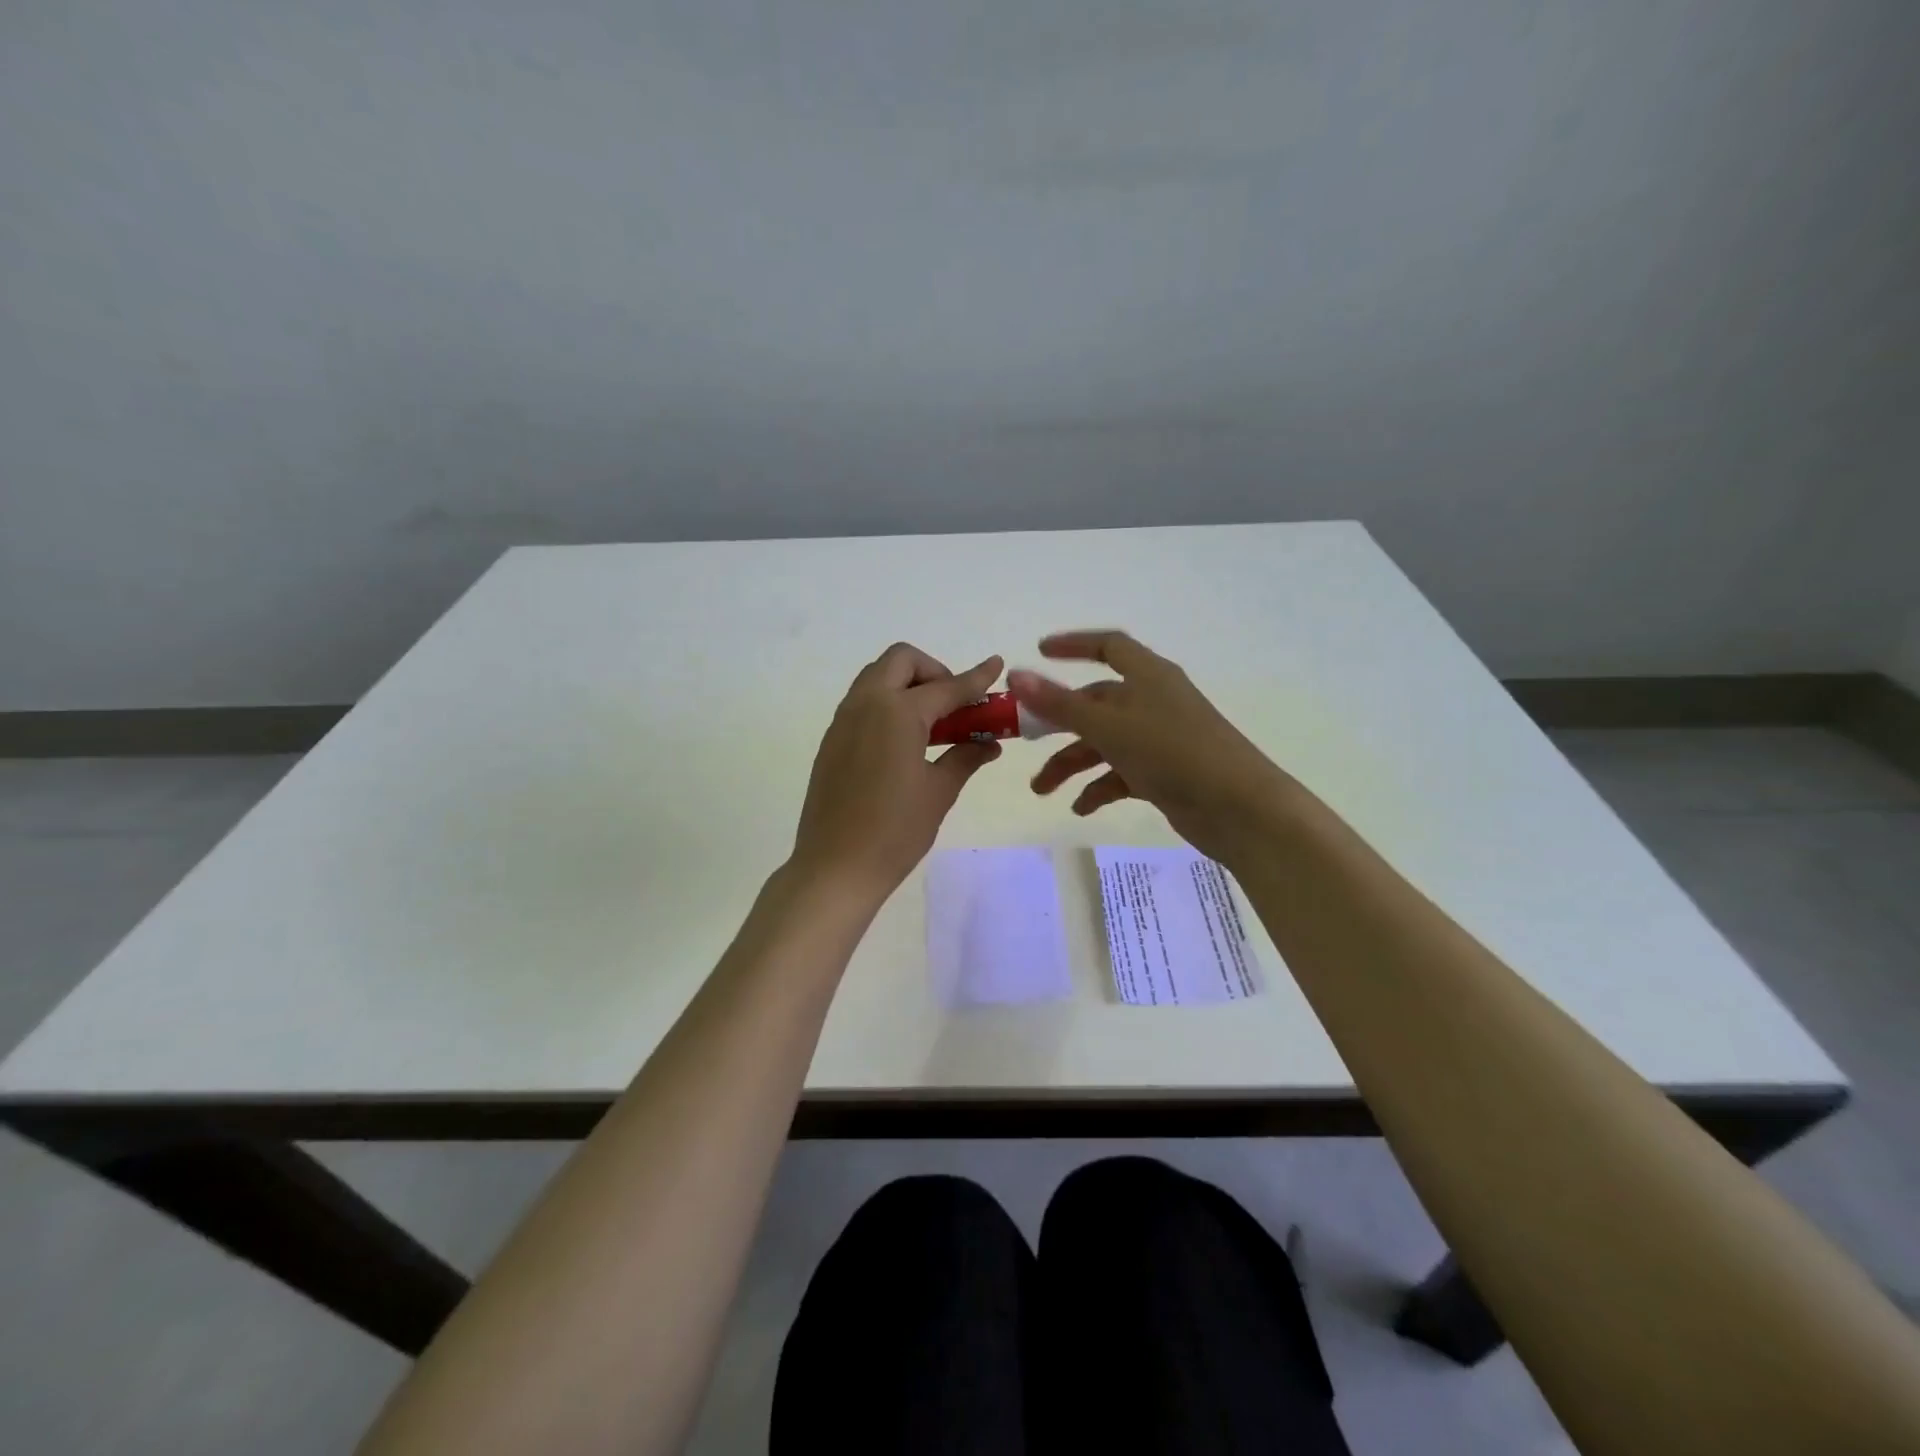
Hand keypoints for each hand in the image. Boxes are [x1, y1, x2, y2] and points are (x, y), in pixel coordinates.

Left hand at [790, 643, 1003, 905]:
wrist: (835, 867)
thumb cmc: (895, 831)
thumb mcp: (938, 792)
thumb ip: (965, 757)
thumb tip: (989, 745)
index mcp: (898, 712)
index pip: (946, 687)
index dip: (975, 677)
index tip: (996, 664)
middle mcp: (866, 704)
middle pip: (901, 661)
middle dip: (933, 671)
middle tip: (953, 705)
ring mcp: (843, 721)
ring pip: (877, 677)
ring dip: (908, 684)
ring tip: (932, 723)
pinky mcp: (832, 740)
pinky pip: (862, 702)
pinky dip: (888, 704)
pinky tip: (904, 741)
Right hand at [1010, 631, 1295, 863]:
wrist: (1240, 809)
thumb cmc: (1173, 753)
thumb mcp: (1109, 726)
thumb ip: (1060, 704)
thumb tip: (1015, 674)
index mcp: (1148, 677)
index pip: (1108, 646)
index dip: (1073, 645)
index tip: (1039, 652)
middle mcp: (1153, 702)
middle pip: (1096, 703)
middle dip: (1058, 724)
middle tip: (1024, 741)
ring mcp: (1160, 739)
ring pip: (1104, 743)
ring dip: (1072, 764)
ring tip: (1042, 790)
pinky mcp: (1165, 773)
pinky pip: (1121, 773)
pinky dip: (1099, 788)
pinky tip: (1082, 809)